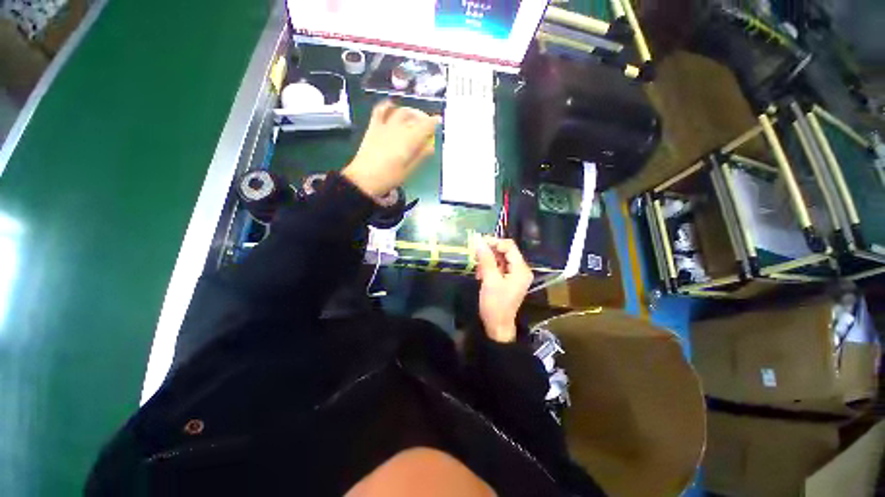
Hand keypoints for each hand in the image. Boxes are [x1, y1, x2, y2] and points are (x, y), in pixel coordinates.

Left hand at [343, 100, 440, 198]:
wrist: (364, 179)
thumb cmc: (390, 177)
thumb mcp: (409, 170)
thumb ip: (421, 156)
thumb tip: (431, 146)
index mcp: (409, 140)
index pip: (426, 125)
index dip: (434, 121)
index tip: (439, 120)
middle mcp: (399, 128)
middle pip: (414, 116)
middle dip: (424, 117)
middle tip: (428, 124)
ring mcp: (385, 126)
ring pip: (401, 111)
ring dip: (411, 112)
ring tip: (415, 118)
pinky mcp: (374, 127)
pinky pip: (380, 110)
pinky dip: (388, 106)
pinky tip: (392, 106)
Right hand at [474, 237, 533, 342]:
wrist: (497, 326)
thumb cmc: (495, 304)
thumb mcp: (489, 280)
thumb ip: (486, 259)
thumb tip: (479, 241)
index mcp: (521, 269)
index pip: (509, 246)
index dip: (494, 242)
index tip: (478, 242)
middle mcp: (521, 269)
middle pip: (506, 251)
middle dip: (490, 251)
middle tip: (475, 254)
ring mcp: (515, 275)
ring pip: (501, 259)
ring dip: (488, 260)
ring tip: (478, 268)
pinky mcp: (509, 280)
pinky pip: (499, 267)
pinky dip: (489, 267)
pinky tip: (481, 274)